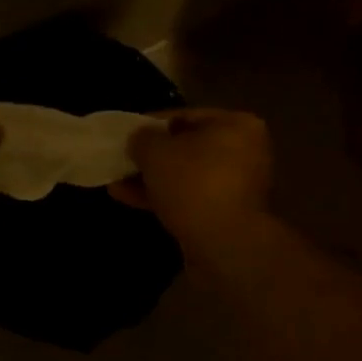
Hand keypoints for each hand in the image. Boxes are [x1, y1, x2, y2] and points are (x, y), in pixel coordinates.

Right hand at [111, 108, 272, 247]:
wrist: (225, 244)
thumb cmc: (194, 183)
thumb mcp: (156, 151)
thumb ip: (143, 139)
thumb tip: (140, 139)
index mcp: (237, 125)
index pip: (187, 116)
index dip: (152, 123)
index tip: (127, 134)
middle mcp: (245, 152)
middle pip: (188, 148)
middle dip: (152, 156)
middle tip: (123, 159)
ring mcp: (238, 187)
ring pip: (187, 176)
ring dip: (153, 179)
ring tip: (117, 182)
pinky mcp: (227, 216)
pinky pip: (190, 199)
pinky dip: (163, 198)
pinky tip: (128, 199)